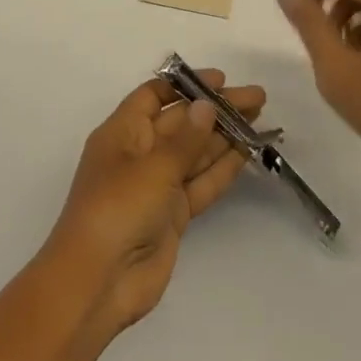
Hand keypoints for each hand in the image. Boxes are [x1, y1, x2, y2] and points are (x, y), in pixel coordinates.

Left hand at [43, 72, 264, 334]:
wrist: (99, 281)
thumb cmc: (117, 209)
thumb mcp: (153, 167)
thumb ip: (185, 139)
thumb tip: (207, 106)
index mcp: (122, 133)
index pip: (154, 97)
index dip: (185, 85)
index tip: (221, 80)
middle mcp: (139, 154)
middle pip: (181, 122)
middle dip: (216, 109)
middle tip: (257, 98)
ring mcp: (156, 186)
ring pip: (195, 152)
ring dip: (225, 136)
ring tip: (260, 119)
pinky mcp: (172, 215)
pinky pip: (200, 183)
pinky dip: (222, 168)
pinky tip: (246, 152)